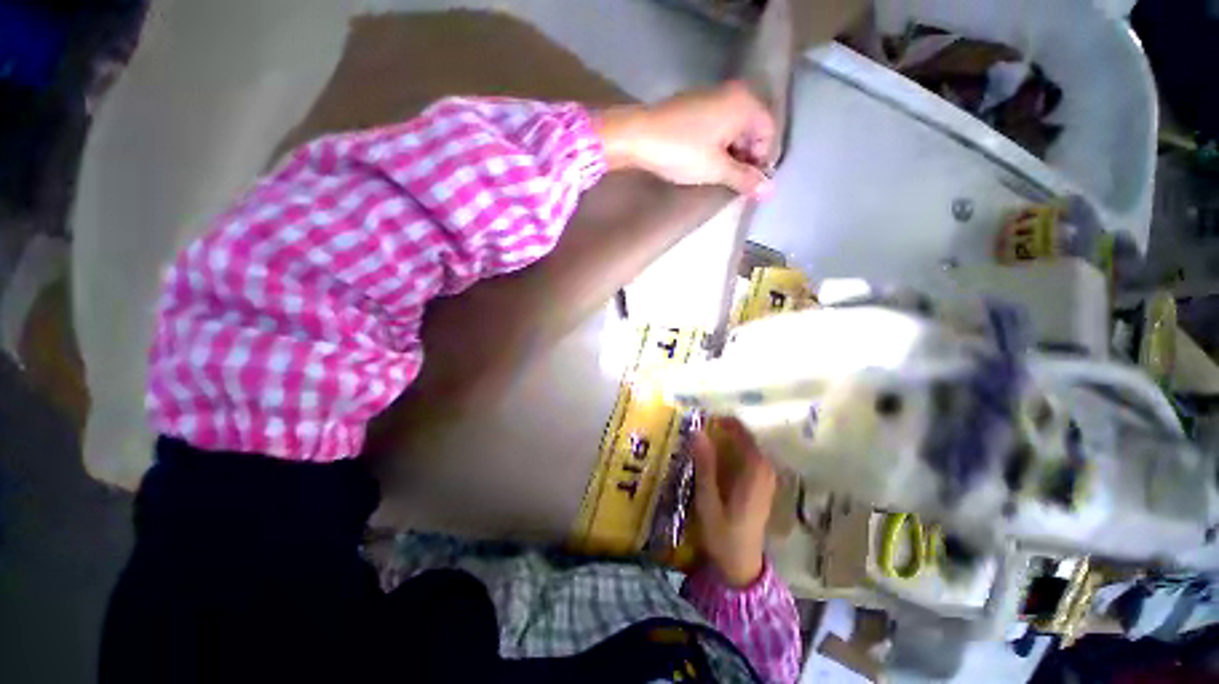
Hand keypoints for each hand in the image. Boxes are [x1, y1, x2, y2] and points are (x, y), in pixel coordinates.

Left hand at [595, 81, 775, 198]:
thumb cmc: (681, 151)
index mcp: (745, 103)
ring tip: (717, 174)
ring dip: (730, 153)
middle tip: (732, 181)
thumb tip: (769, 191)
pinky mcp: (693, 105)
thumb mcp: (716, 169)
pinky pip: (716, 125)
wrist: (637, 135)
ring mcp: (711, 96)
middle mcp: (732, 93)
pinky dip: (716, 144)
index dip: (761, 161)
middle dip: (746, 157)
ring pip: (733, 128)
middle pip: (752, 129)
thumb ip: (744, 178)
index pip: (769, 133)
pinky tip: (704, 160)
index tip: (748, 183)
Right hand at [690, 417, 777, 587]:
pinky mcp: (762, 484)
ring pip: (747, 446)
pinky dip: (732, 450)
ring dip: (727, 438)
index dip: (723, 421)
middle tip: (697, 428)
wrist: (742, 565)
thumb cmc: (723, 534)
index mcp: (755, 472)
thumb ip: (705, 465)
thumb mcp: (708, 500)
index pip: (742, 433)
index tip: (701, 417)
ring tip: (703, 438)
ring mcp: (766, 477)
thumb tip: (697, 431)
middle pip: (745, 437)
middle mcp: (765, 470)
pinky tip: (716, 456)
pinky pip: (748, 456)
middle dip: (722, 429)